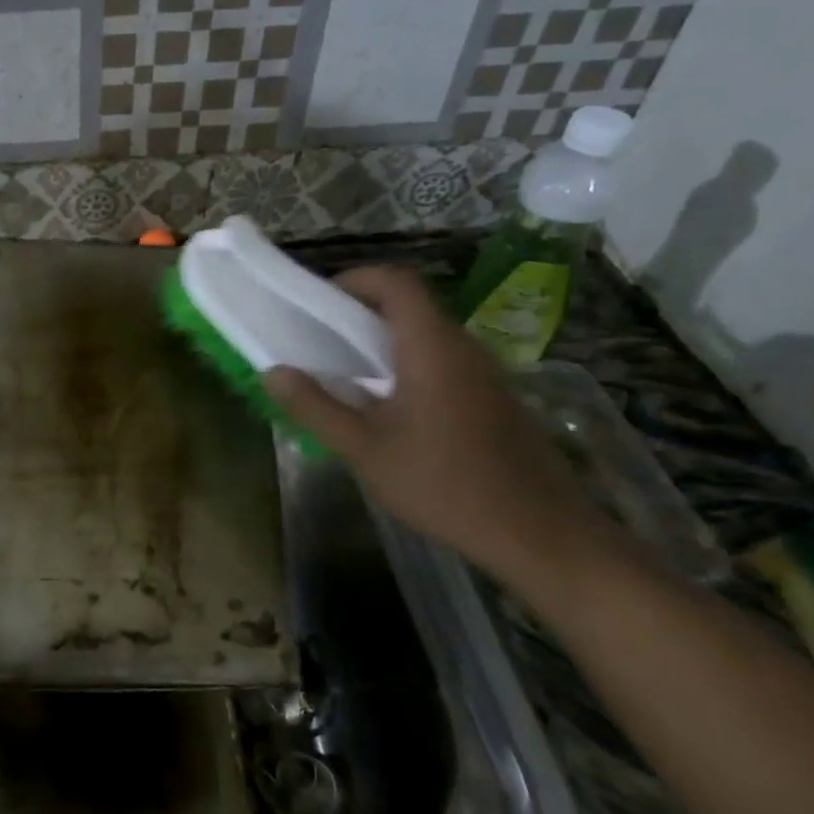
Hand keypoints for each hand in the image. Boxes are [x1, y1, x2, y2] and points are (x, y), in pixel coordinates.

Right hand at [262, 266, 604, 589]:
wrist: (541, 534)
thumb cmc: (445, 485)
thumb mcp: (365, 449)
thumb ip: (316, 407)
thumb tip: (273, 372)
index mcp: (432, 346)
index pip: (395, 281)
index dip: (353, 279)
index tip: (317, 304)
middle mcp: (463, 347)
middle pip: (409, 305)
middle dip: (359, 313)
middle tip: (320, 343)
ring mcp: (485, 372)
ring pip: (426, 335)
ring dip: (382, 342)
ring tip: (346, 377)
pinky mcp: (494, 397)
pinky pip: (443, 361)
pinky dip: (407, 365)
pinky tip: (389, 410)